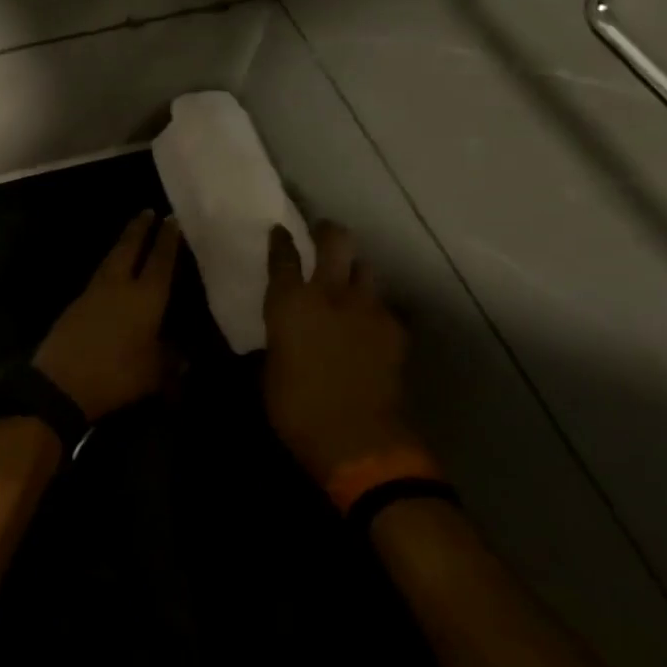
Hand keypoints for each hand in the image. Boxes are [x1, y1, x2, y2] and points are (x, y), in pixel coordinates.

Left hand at [33, 211, 180, 422]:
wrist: (61, 382)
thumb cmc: (116, 376)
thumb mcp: (154, 374)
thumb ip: (170, 360)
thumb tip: (183, 356)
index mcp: (145, 298)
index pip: (160, 261)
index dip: (168, 240)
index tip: (172, 219)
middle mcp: (119, 286)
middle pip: (129, 249)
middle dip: (139, 229)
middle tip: (147, 211)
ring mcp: (93, 293)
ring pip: (111, 260)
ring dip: (122, 244)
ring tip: (131, 236)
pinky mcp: (75, 305)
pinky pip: (98, 277)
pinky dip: (109, 267)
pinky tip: (112, 273)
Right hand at [263, 221, 418, 486]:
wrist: (356, 436)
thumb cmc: (295, 407)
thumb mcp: (271, 368)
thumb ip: (280, 337)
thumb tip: (285, 332)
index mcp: (289, 303)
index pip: (283, 256)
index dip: (281, 240)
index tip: (280, 230)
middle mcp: (329, 294)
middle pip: (335, 241)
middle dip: (328, 231)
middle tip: (323, 232)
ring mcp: (367, 308)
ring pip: (366, 268)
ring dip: (355, 269)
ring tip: (349, 280)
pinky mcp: (395, 329)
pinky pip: (383, 307)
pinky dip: (373, 310)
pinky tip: (368, 325)